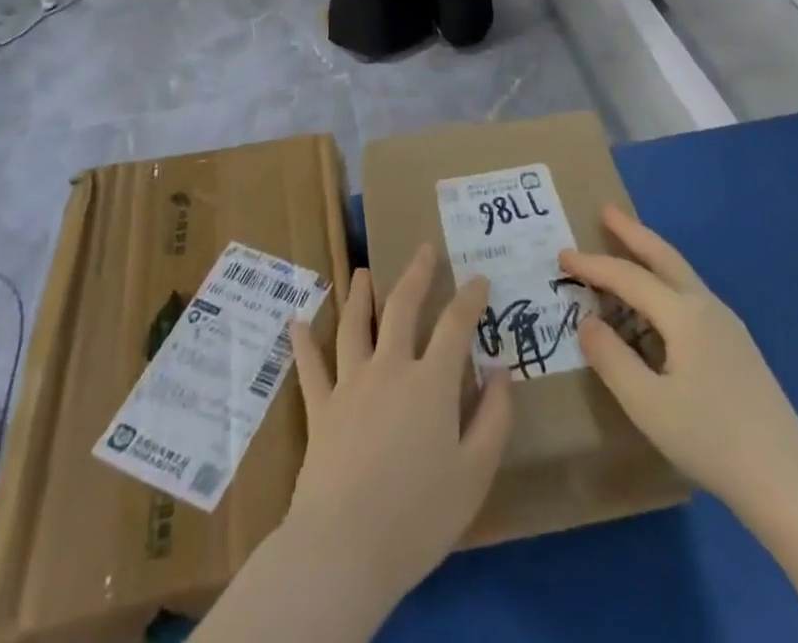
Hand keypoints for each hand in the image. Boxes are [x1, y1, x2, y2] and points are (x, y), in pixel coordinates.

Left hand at [285, 246, 512, 611]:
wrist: (345, 548)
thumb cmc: (418, 516)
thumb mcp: (474, 474)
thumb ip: (493, 419)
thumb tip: (501, 372)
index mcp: (430, 382)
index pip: (455, 325)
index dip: (470, 297)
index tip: (479, 277)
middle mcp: (389, 368)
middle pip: (402, 307)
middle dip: (416, 274)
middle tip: (424, 249)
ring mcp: (350, 384)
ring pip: (354, 325)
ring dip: (360, 295)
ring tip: (363, 272)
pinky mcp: (320, 408)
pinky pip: (310, 368)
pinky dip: (304, 343)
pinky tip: (296, 322)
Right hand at [560, 205, 797, 533]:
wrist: (789, 482)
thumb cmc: (711, 440)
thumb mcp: (647, 405)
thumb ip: (611, 359)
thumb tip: (587, 322)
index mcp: (684, 314)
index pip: (628, 277)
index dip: (592, 265)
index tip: (562, 256)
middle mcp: (707, 307)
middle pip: (664, 256)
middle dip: (633, 231)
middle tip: (606, 209)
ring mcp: (728, 325)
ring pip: (681, 274)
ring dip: (651, 255)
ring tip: (627, 247)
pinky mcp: (738, 347)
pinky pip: (691, 295)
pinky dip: (665, 281)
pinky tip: (658, 305)